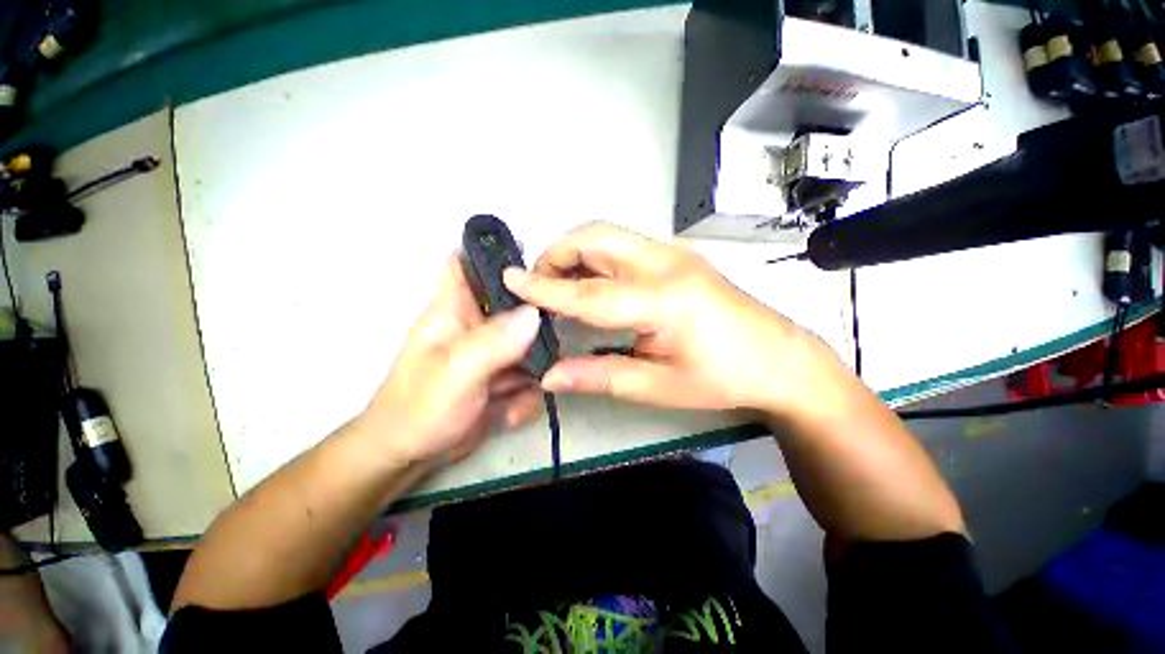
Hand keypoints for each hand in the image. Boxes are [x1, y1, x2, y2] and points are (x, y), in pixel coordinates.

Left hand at [362, 256, 544, 466]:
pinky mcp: (504, 376)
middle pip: (516, 305)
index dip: (494, 251)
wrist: (410, 457)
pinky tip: (506, 411)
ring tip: (516, 392)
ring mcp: (494, 353)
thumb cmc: (419, 409)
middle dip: (536, 322)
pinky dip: (525, 395)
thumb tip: (534, 313)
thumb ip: (493, 343)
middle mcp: (477, 325)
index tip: (531, 257)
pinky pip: (530, 375)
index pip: (467, 262)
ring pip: (531, 343)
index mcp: (453, 309)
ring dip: (534, 367)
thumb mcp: (455, 374)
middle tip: (549, 341)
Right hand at [504, 222, 822, 411]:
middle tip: (540, 288)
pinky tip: (592, 287)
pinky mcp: (677, 257)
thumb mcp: (658, 386)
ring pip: (608, 236)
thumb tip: (550, 376)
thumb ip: (599, 376)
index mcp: (663, 299)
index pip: (588, 292)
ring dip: (576, 255)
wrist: (779, 359)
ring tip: (561, 289)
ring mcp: (674, 254)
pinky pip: (623, 247)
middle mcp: (666, 263)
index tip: (510, 279)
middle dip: (558, 254)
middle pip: (596, 237)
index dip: (545, 288)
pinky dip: (596, 260)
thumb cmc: (723, 378)